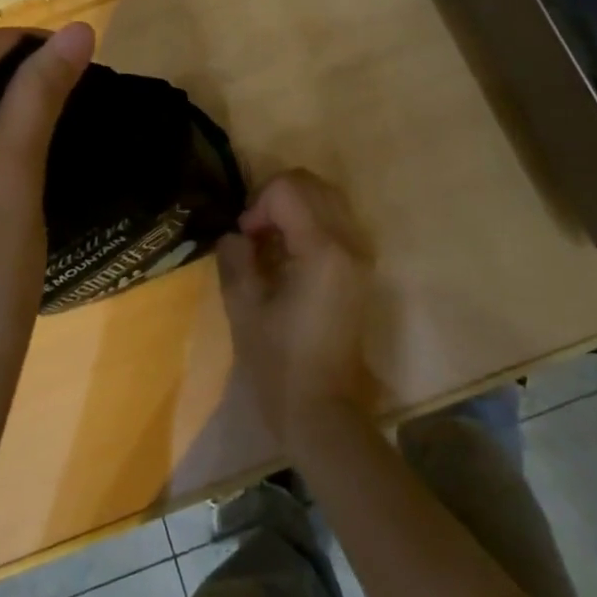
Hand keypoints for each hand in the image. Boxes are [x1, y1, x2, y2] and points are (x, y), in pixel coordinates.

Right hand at [215, 169, 375, 456]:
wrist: (322, 411)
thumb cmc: (278, 363)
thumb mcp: (243, 307)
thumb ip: (235, 257)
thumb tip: (236, 235)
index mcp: (322, 250)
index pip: (289, 189)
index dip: (258, 204)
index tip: (245, 238)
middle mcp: (349, 243)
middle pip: (312, 185)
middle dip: (276, 198)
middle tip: (254, 234)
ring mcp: (361, 255)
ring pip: (327, 198)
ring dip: (294, 207)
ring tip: (270, 242)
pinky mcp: (361, 269)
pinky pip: (336, 221)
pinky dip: (309, 222)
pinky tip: (289, 254)